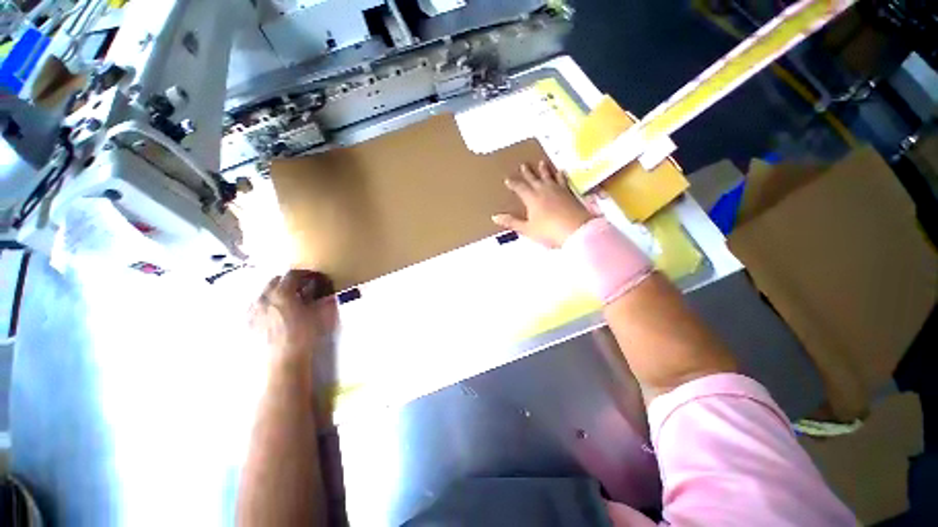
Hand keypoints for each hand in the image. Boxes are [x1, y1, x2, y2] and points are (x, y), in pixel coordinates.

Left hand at [249, 270, 337, 366]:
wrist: (282, 362)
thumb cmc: (304, 336)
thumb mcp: (320, 315)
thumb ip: (321, 299)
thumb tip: (325, 292)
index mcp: (282, 293)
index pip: (293, 274)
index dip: (305, 274)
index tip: (313, 278)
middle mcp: (263, 298)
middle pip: (275, 280)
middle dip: (288, 281)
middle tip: (301, 289)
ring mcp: (252, 311)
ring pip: (263, 293)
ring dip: (275, 293)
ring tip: (286, 303)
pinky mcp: (247, 324)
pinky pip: (255, 307)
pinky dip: (265, 306)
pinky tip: (273, 316)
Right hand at [493, 160, 593, 247]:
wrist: (576, 231)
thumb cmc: (549, 231)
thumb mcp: (527, 229)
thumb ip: (512, 222)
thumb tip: (495, 216)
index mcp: (532, 198)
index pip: (520, 188)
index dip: (513, 184)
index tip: (508, 179)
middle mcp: (544, 190)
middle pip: (534, 179)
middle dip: (527, 172)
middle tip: (524, 164)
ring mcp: (558, 190)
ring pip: (549, 176)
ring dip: (544, 170)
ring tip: (541, 162)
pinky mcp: (569, 193)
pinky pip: (563, 181)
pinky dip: (560, 176)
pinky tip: (561, 172)